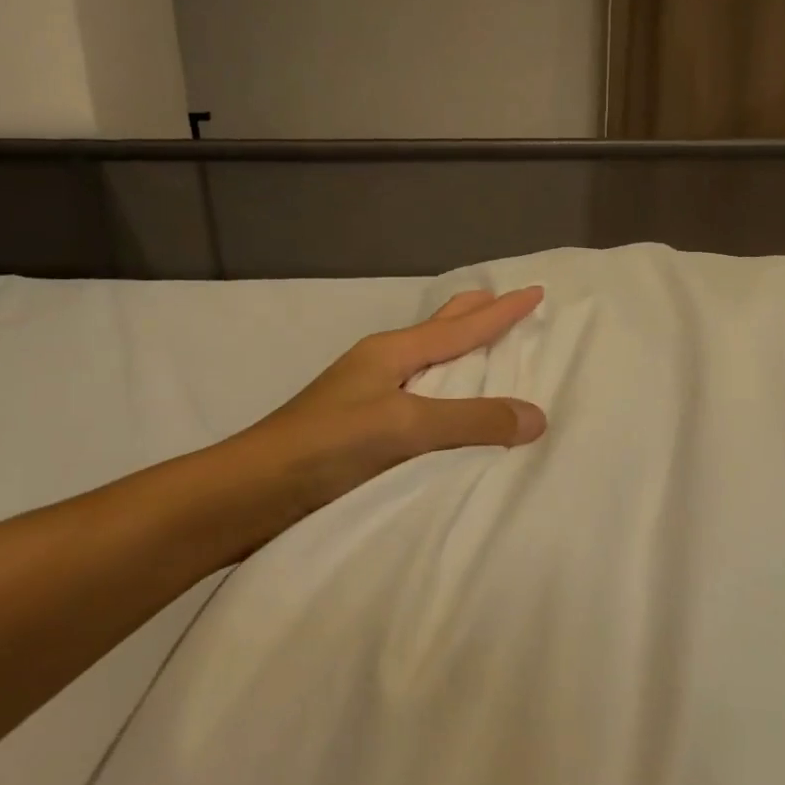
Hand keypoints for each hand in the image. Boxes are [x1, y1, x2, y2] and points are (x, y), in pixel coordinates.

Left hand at [191, 288, 547, 556]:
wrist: (247, 493)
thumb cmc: (326, 447)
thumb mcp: (404, 427)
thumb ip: (469, 421)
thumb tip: (537, 416)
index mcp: (392, 353)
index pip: (462, 326)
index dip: (501, 310)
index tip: (534, 291)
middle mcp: (381, 366)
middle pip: (439, 330)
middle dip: (474, 315)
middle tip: (505, 303)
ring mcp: (366, 395)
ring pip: (428, 364)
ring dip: (460, 353)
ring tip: (487, 353)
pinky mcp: (359, 429)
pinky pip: (419, 398)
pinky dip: (445, 392)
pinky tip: (449, 410)